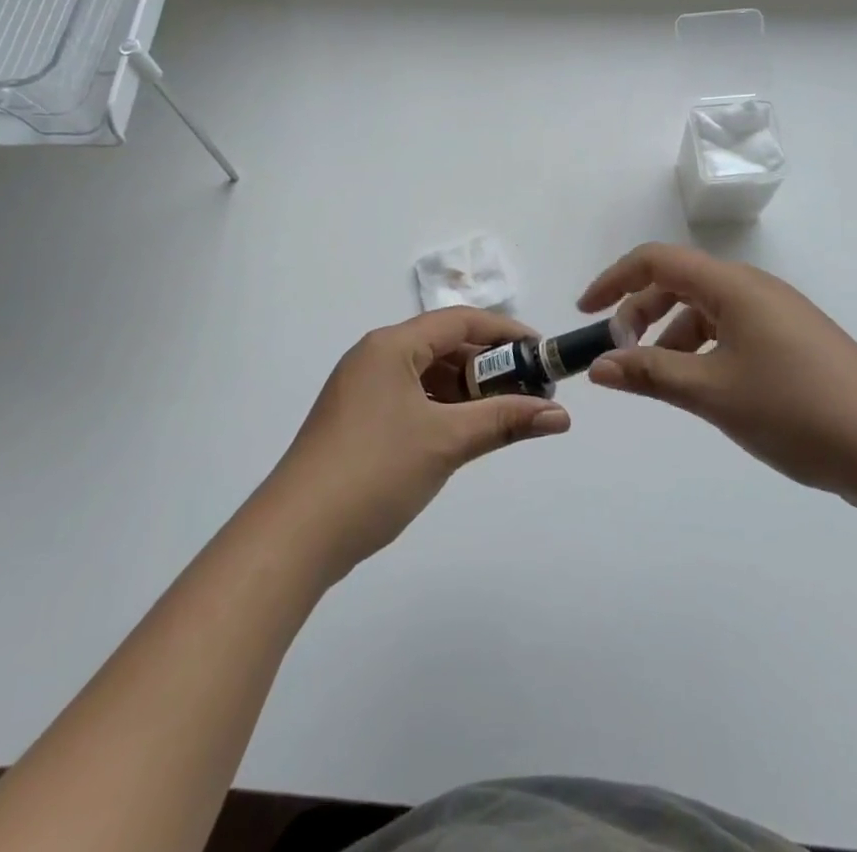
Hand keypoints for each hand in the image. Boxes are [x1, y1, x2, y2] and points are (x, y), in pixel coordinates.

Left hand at [261, 308, 571, 583]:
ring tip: (503, 415)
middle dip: (489, 366)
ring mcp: (361, 389)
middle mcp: (374, 357)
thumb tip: (560, 416)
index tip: (543, 353)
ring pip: (427, 375)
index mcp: (391, 345)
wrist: (296, 535)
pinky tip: (462, 434)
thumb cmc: (375, 471)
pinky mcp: (356, 420)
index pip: (460, 321)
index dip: (506, 333)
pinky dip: (441, 409)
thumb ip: (505, 421)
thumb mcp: (446, 442)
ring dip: (467, 390)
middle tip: (530, 391)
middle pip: (443, 346)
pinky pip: (410, 398)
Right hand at [578, 244, 856, 506]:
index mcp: (733, 286)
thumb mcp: (712, 392)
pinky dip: (702, 349)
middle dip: (640, 311)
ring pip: (706, 310)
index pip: (658, 260)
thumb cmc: (796, 409)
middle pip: (680, 282)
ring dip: (671, 334)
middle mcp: (754, 289)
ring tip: (657, 377)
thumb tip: (598, 367)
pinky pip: (731, 331)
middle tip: (619, 352)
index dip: (615, 280)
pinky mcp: (793, 343)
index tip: (585, 313)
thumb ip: (649, 374)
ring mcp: (778, 316)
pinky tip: (701, 386)